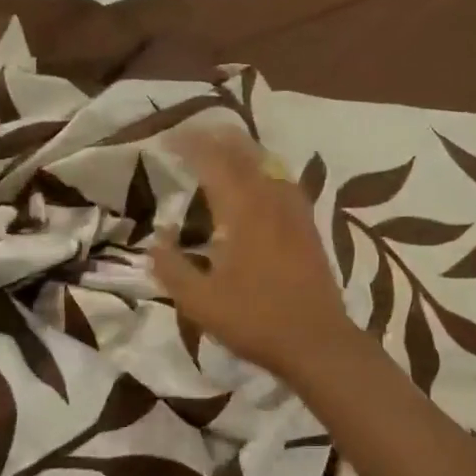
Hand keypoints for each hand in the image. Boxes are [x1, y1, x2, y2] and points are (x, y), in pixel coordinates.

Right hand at [151, 128, 362, 380]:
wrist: (317, 340)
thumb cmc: (255, 320)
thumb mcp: (200, 302)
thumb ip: (172, 268)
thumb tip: (158, 241)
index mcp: (242, 211)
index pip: (213, 161)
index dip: (189, 144)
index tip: (167, 140)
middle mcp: (270, 200)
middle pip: (244, 152)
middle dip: (216, 137)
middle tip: (192, 135)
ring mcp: (294, 210)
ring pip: (268, 162)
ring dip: (242, 149)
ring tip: (221, 150)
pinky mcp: (308, 225)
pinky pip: (284, 181)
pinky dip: (264, 169)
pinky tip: (259, 183)